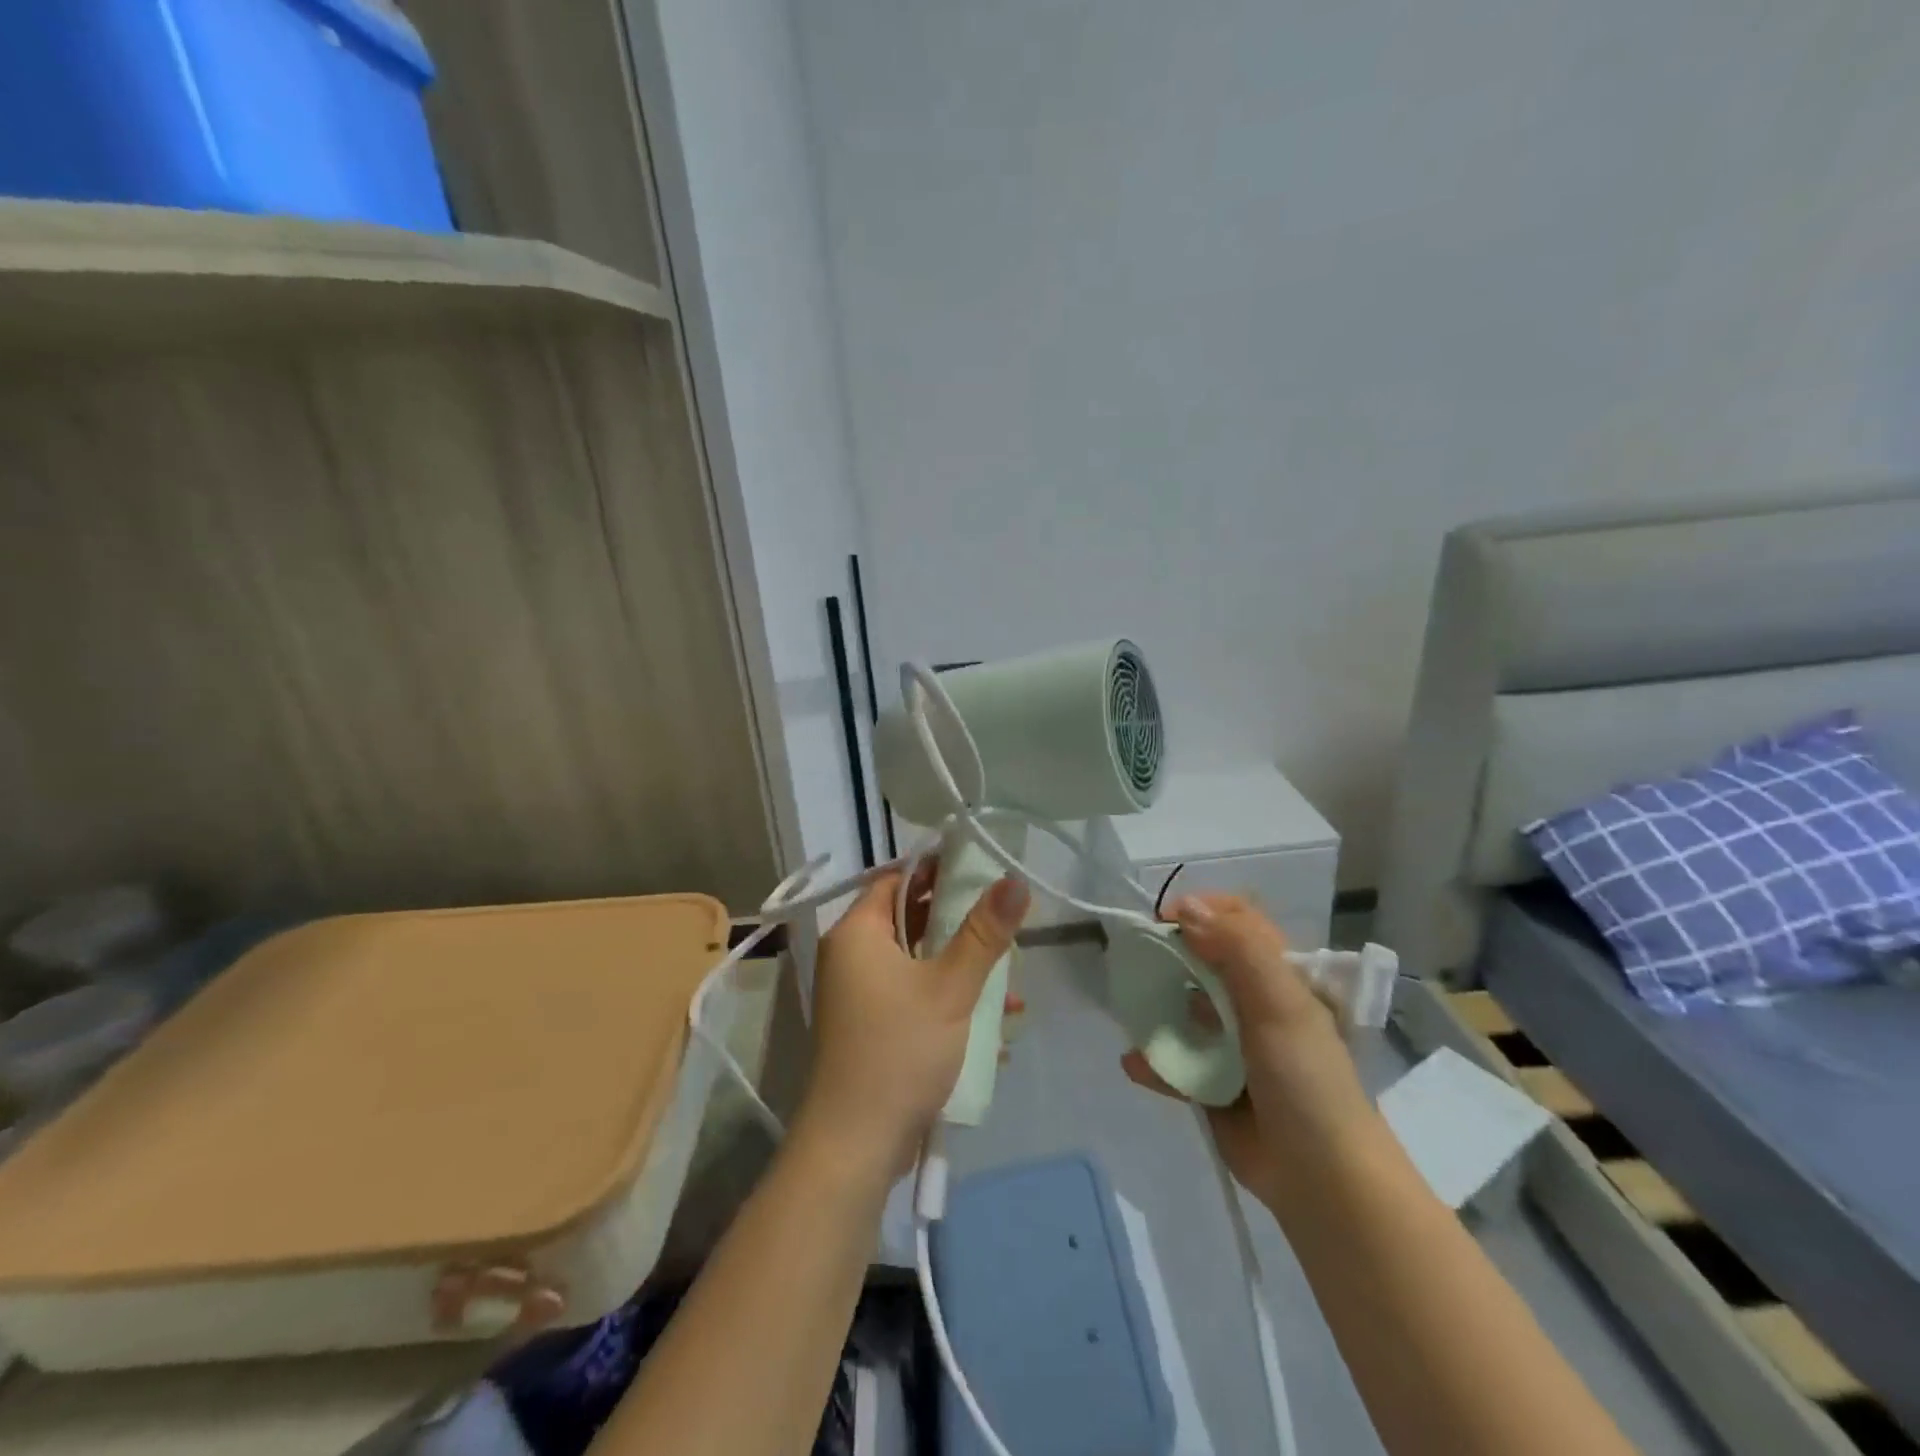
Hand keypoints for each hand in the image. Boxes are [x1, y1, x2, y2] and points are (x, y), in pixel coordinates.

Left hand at [796, 861, 1030, 1173]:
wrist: (856, 1145)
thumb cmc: (898, 1050)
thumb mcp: (949, 987)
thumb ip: (984, 932)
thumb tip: (1015, 880)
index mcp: (857, 933)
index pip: (896, 879)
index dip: (936, 869)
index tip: (981, 869)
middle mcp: (852, 957)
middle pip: (909, 919)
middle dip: (959, 923)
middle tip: (1004, 922)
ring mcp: (861, 995)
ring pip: (918, 961)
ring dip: (962, 968)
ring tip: (1010, 984)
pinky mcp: (874, 1027)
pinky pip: (915, 995)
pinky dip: (949, 1000)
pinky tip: (995, 1024)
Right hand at [1121, 893, 1382, 1214]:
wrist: (1322, 1180)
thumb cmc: (1306, 1079)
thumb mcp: (1280, 1004)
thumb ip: (1236, 950)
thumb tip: (1186, 907)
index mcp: (1279, 978)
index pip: (1240, 922)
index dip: (1203, 911)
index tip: (1165, 919)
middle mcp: (1254, 1004)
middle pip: (1204, 961)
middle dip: (1168, 956)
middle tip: (1137, 960)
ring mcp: (1232, 1046)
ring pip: (1184, 1010)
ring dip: (1155, 1007)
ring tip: (1133, 1011)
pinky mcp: (1213, 1086)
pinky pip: (1175, 1064)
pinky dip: (1153, 1062)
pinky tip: (1135, 1063)